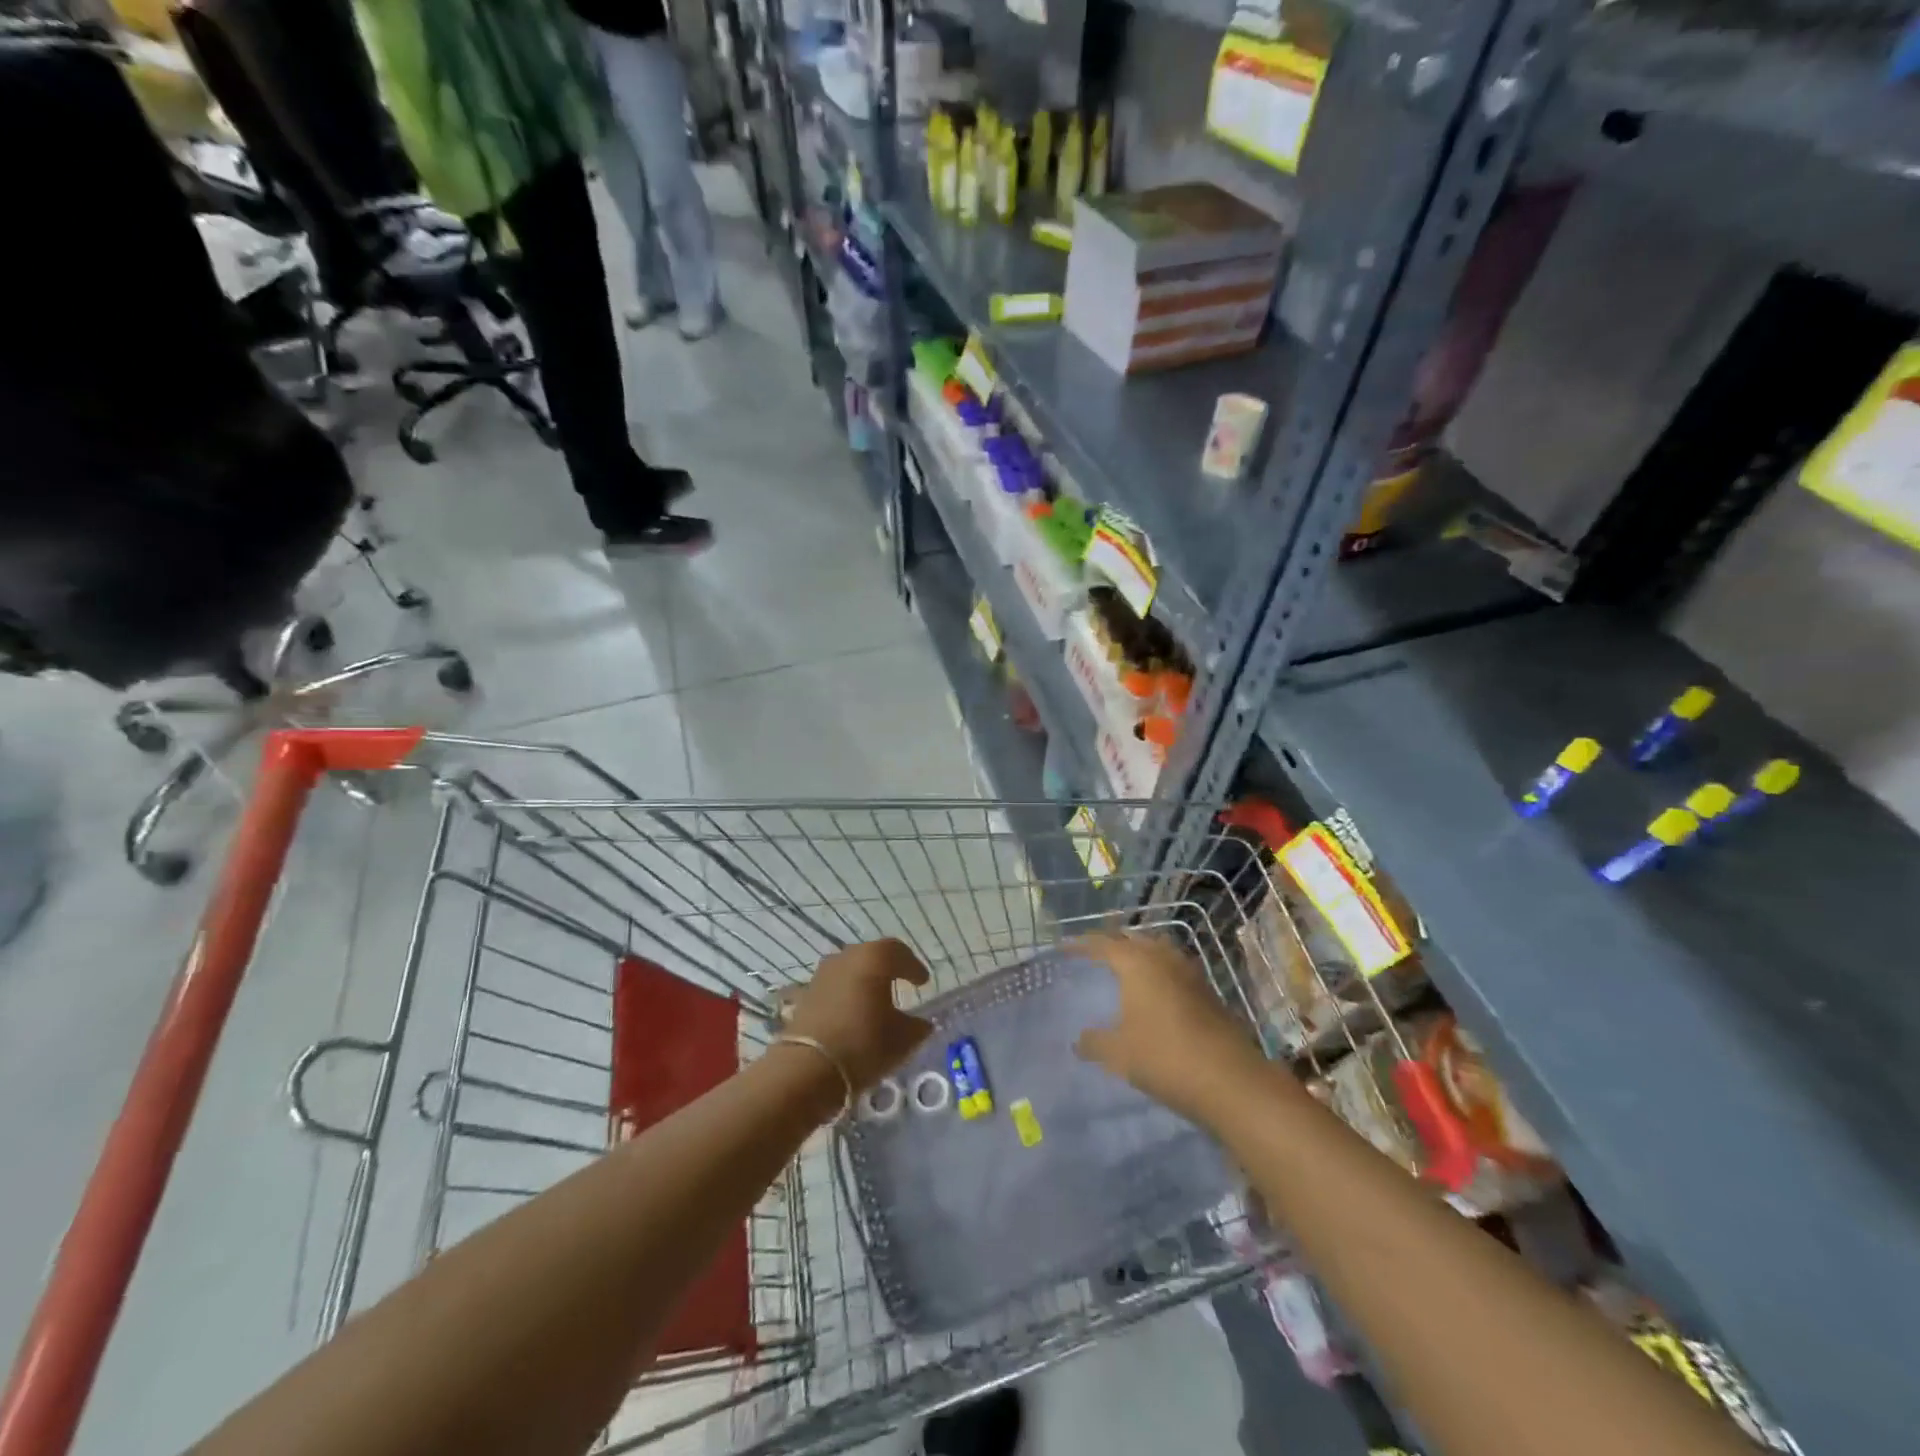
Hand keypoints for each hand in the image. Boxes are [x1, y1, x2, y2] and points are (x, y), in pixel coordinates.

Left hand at [785, 939, 932, 1091]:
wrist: (807, 1068)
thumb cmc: (864, 1044)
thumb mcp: (902, 1039)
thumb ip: (916, 1027)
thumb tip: (922, 1024)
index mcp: (875, 958)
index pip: (899, 953)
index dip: (913, 966)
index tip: (922, 982)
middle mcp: (847, 956)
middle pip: (872, 956)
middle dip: (887, 969)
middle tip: (900, 984)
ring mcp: (822, 974)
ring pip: (850, 969)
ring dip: (863, 980)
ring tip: (874, 1000)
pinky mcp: (805, 994)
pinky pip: (833, 987)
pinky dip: (845, 994)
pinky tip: (850, 1013)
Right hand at [1073, 932, 1264, 1123]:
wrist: (1229, 1080)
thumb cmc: (1164, 1057)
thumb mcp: (1118, 1053)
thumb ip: (1094, 1042)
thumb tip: (1078, 1040)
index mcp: (1136, 963)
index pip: (1102, 943)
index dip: (1081, 944)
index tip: (1063, 948)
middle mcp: (1163, 958)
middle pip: (1133, 940)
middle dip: (1112, 943)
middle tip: (1094, 952)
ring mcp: (1189, 973)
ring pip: (1158, 951)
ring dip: (1140, 954)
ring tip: (1124, 967)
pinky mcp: (1207, 992)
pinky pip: (1174, 970)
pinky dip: (1158, 972)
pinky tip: (1153, 992)